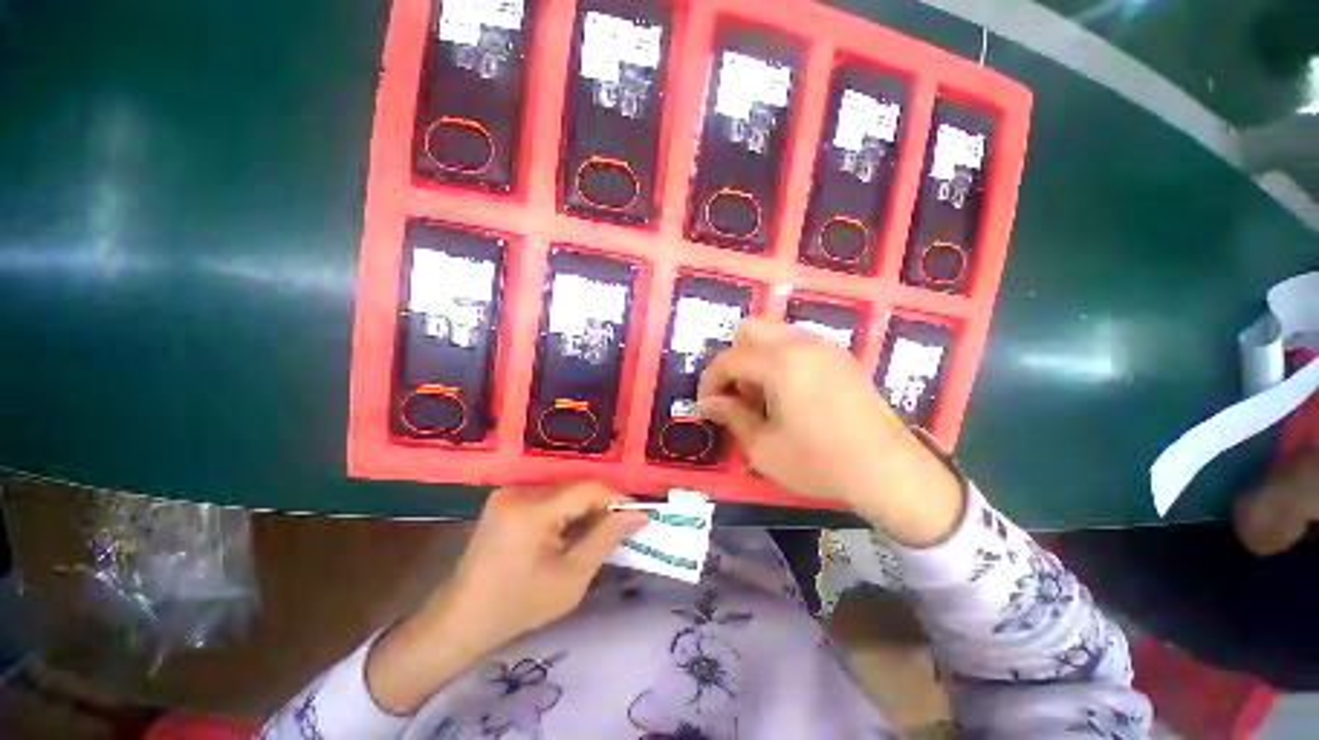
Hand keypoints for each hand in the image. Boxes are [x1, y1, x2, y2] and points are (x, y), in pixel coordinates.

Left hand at [367, 483, 646, 712]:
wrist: (461, 621)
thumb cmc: (518, 607)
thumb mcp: (571, 579)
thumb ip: (606, 539)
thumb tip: (638, 514)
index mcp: (531, 511)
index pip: (587, 489)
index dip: (616, 498)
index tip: (638, 515)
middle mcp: (518, 492)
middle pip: (575, 488)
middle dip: (601, 505)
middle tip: (621, 527)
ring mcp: (508, 494)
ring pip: (563, 492)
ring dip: (584, 508)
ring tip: (599, 532)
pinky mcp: (504, 500)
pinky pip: (547, 498)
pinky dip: (566, 512)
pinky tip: (571, 532)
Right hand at [697, 318, 963, 545]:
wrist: (890, 471)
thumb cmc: (819, 462)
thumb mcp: (764, 447)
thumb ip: (731, 416)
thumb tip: (708, 402)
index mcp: (779, 363)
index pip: (728, 358)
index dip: (710, 380)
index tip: (707, 404)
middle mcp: (801, 344)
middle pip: (750, 330)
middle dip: (734, 359)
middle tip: (738, 394)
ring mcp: (825, 347)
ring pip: (775, 333)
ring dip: (757, 358)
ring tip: (763, 397)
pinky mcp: (841, 357)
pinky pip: (798, 344)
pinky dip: (780, 359)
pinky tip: (789, 393)